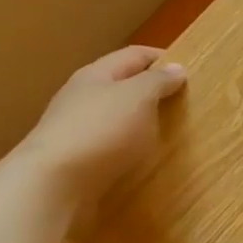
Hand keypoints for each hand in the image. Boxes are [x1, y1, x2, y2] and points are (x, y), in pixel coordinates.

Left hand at [12, 46, 187, 206]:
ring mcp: (76, 129)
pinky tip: (143, 158)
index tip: (190, 69)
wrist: (51, 186)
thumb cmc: (100, 131)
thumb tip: (176, 68)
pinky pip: (110, 144)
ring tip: (169, 131)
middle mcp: (83, 96)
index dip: (162, 58)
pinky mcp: (76, 159)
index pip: (134, 55)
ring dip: (141, 120)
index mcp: (96, 74)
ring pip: (115, 116)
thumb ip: (158, 81)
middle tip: (185, 102)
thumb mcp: (138, 97)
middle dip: (152, 90)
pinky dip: (129, 146)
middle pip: (122, 84)